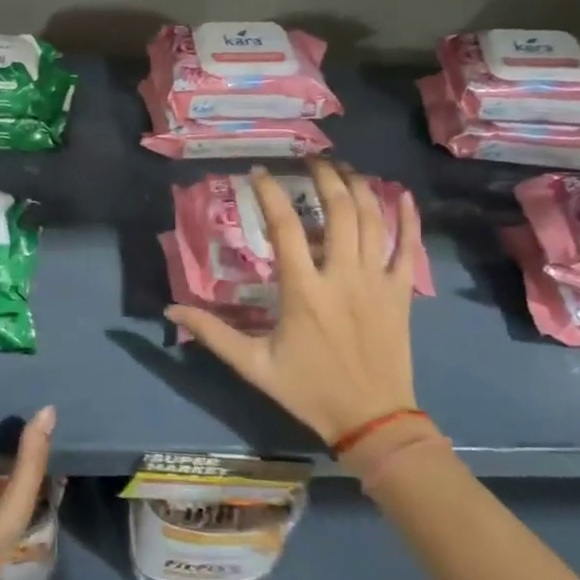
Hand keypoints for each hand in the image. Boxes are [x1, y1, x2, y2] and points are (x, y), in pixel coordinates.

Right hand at [166, 162, 426, 446]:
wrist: (372, 419)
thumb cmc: (310, 390)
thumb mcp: (254, 366)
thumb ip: (213, 334)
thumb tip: (170, 310)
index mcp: (304, 291)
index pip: (285, 228)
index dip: (270, 193)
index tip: (258, 172)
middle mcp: (342, 276)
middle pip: (338, 211)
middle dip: (324, 176)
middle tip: (310, 159)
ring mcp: (376, 281)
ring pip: (372, 220)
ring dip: (359, 187)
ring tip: (343, 168)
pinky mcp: (401, 292)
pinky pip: (408, 247)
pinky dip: (408, 218)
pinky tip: (402, 193)